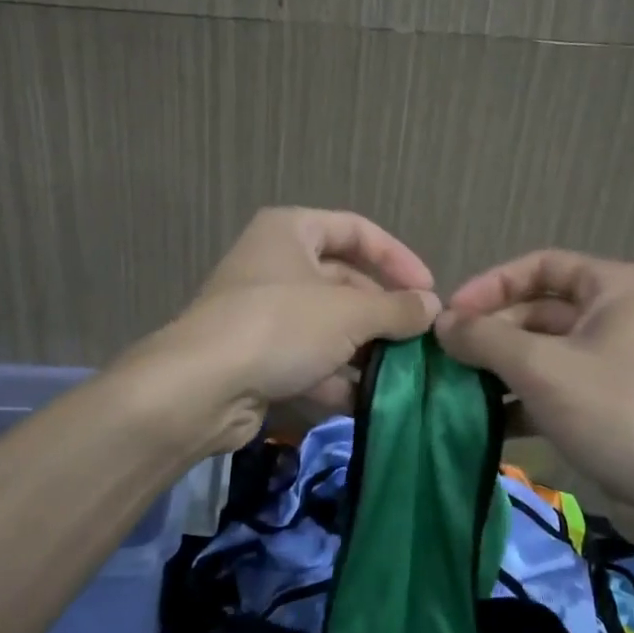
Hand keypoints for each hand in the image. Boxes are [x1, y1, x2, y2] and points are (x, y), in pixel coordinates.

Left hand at [124, 208, 441, 452]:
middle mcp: (274, 264)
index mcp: (291, 231)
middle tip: (418, 341)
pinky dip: (334, 378)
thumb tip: (431, 307)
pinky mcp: (256, 355)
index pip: (356, 230)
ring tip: (401, 376)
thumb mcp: (349, 313)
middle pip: (343, 281)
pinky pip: (306, 359)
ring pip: (327, 325)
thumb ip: (396, 308)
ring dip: (362, 350)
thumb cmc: (280, 326)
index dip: (397, 257)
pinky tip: (365, 402)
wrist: (201, 387)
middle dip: (381, 313)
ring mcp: (262, 312)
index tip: (428, 291)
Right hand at [435, 251, 633, 509]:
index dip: (491, 285)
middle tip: (447, 358)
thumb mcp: (540, 367)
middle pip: (539, 312)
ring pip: (544, 354)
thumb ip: (483, 337)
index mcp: (615, 288)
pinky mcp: (610, 407)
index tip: (452, 315)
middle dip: (492, 334)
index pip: (541, 266)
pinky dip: (523, 401)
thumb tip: (440, 322)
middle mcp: (619, 317)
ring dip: (500, 370)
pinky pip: (556, 390)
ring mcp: (616, 365)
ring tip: (457, 390)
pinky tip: (487, 423)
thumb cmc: (615, 409)